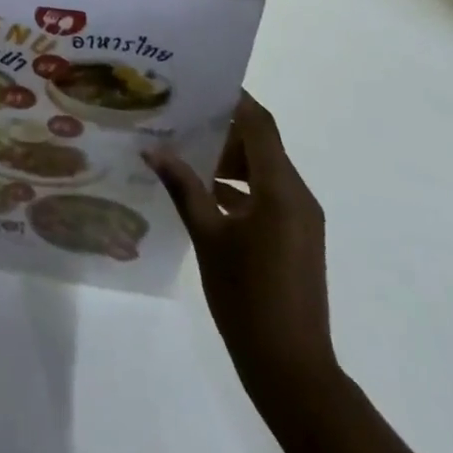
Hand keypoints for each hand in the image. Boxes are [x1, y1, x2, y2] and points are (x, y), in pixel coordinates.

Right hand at [146, 94, 335, 394]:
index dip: (233, 99)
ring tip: (183, 152)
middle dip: (222, 128)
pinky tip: (202, 193)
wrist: (292, 370)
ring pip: (263, 169)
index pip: (259, 124)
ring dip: (228, 158)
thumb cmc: (248, 298)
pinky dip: (238, 185)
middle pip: (261, 143)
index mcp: (281, 189)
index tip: (198, 82)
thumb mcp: (208, 237)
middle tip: (179, 117)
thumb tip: (153, 149)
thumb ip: (184, 187)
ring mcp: (299, 218)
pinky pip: (266, 194)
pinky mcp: (295, 237)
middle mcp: (297, 195)